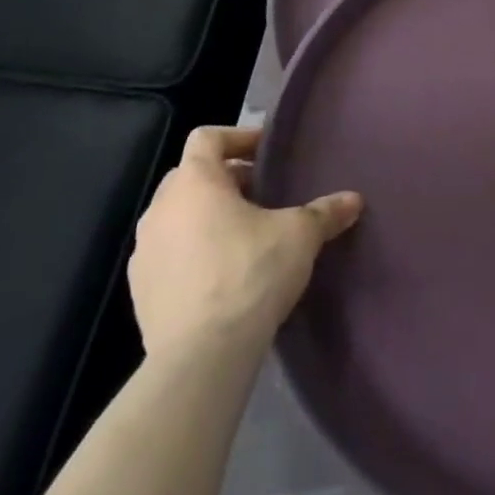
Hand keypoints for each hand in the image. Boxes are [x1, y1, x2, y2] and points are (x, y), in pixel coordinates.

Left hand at [128, 126, 361, 359]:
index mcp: (194, 183)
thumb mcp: (300, 235)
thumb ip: (325, 212)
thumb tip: (354, 200)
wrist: (201, 357)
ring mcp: (144, 253)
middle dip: (226, 180)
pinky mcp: (140, 293)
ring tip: (244, 235)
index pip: (207, 138)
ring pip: (177, 217)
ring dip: (206, 218)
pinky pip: (168, 256)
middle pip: (190, 176)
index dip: (238, 137)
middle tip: (261, 193)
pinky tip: (222, 275)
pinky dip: (192, 253)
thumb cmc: (251, 273)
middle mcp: (160, 210)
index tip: (266, 153)